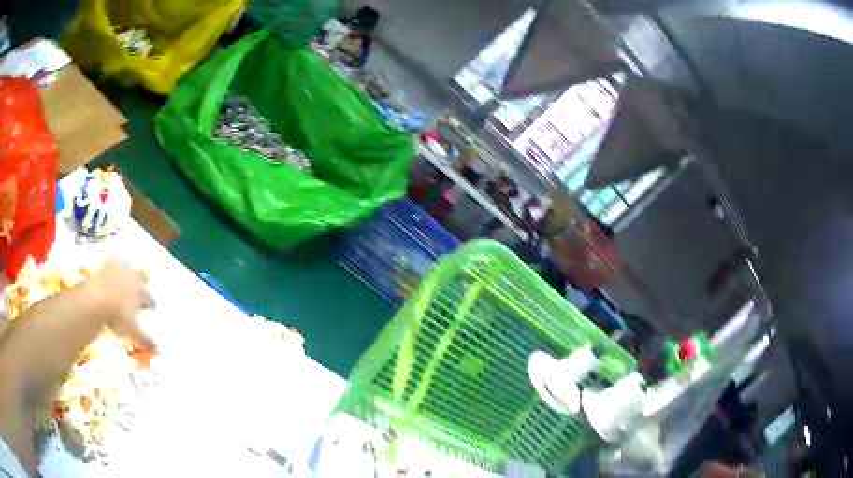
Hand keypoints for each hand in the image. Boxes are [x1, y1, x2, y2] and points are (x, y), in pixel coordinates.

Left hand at [87, 257, 155, 349]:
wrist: (100, 296)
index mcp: (141, 293)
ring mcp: (121, 269)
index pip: (149, 298)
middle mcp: (133, 278)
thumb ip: (144, 338)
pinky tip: (112, 264)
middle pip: (142, 277)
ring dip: (129, 271)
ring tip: (126, 275)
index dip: (151, 302)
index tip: (153, 306)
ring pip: (129, 267)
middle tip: (142, 284)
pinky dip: (114, 262)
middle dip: (143, 281)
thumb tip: (159, 350)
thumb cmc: (119, 313)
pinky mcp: (109, 262)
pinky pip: (114, 260)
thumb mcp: (132, 329)